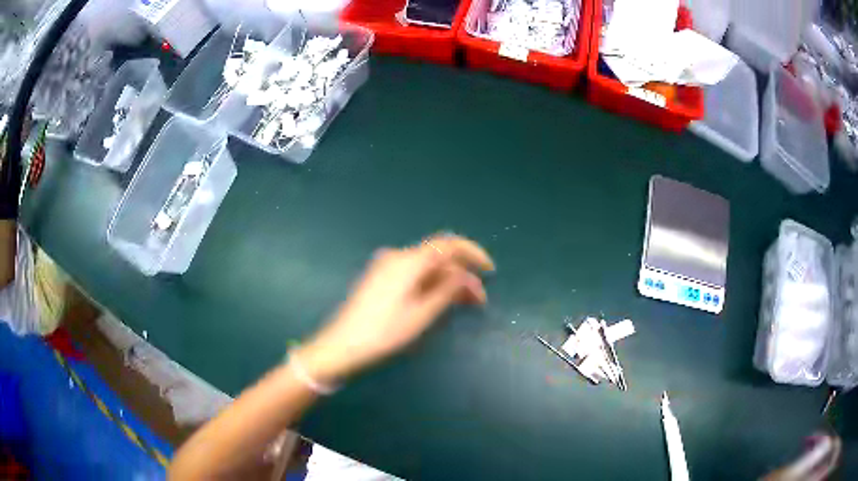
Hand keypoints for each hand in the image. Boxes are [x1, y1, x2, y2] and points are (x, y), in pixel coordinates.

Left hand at [295, 234, 494, 384]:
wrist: (342, 345)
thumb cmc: (384, 332)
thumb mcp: (421, 314)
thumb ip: (448, 290)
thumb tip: (468, 275)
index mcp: (408, 261)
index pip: (447, 244)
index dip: (472, 253)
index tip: (489, 270)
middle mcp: (397, 257)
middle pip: (438, 258)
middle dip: (461, 274)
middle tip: (479, 300)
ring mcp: (386, 267)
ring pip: (426, 268)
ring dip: (448, 281)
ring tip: (465, 304)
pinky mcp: (381, 278)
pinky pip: (413, 274)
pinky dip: (431, 284)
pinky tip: (441, 301)